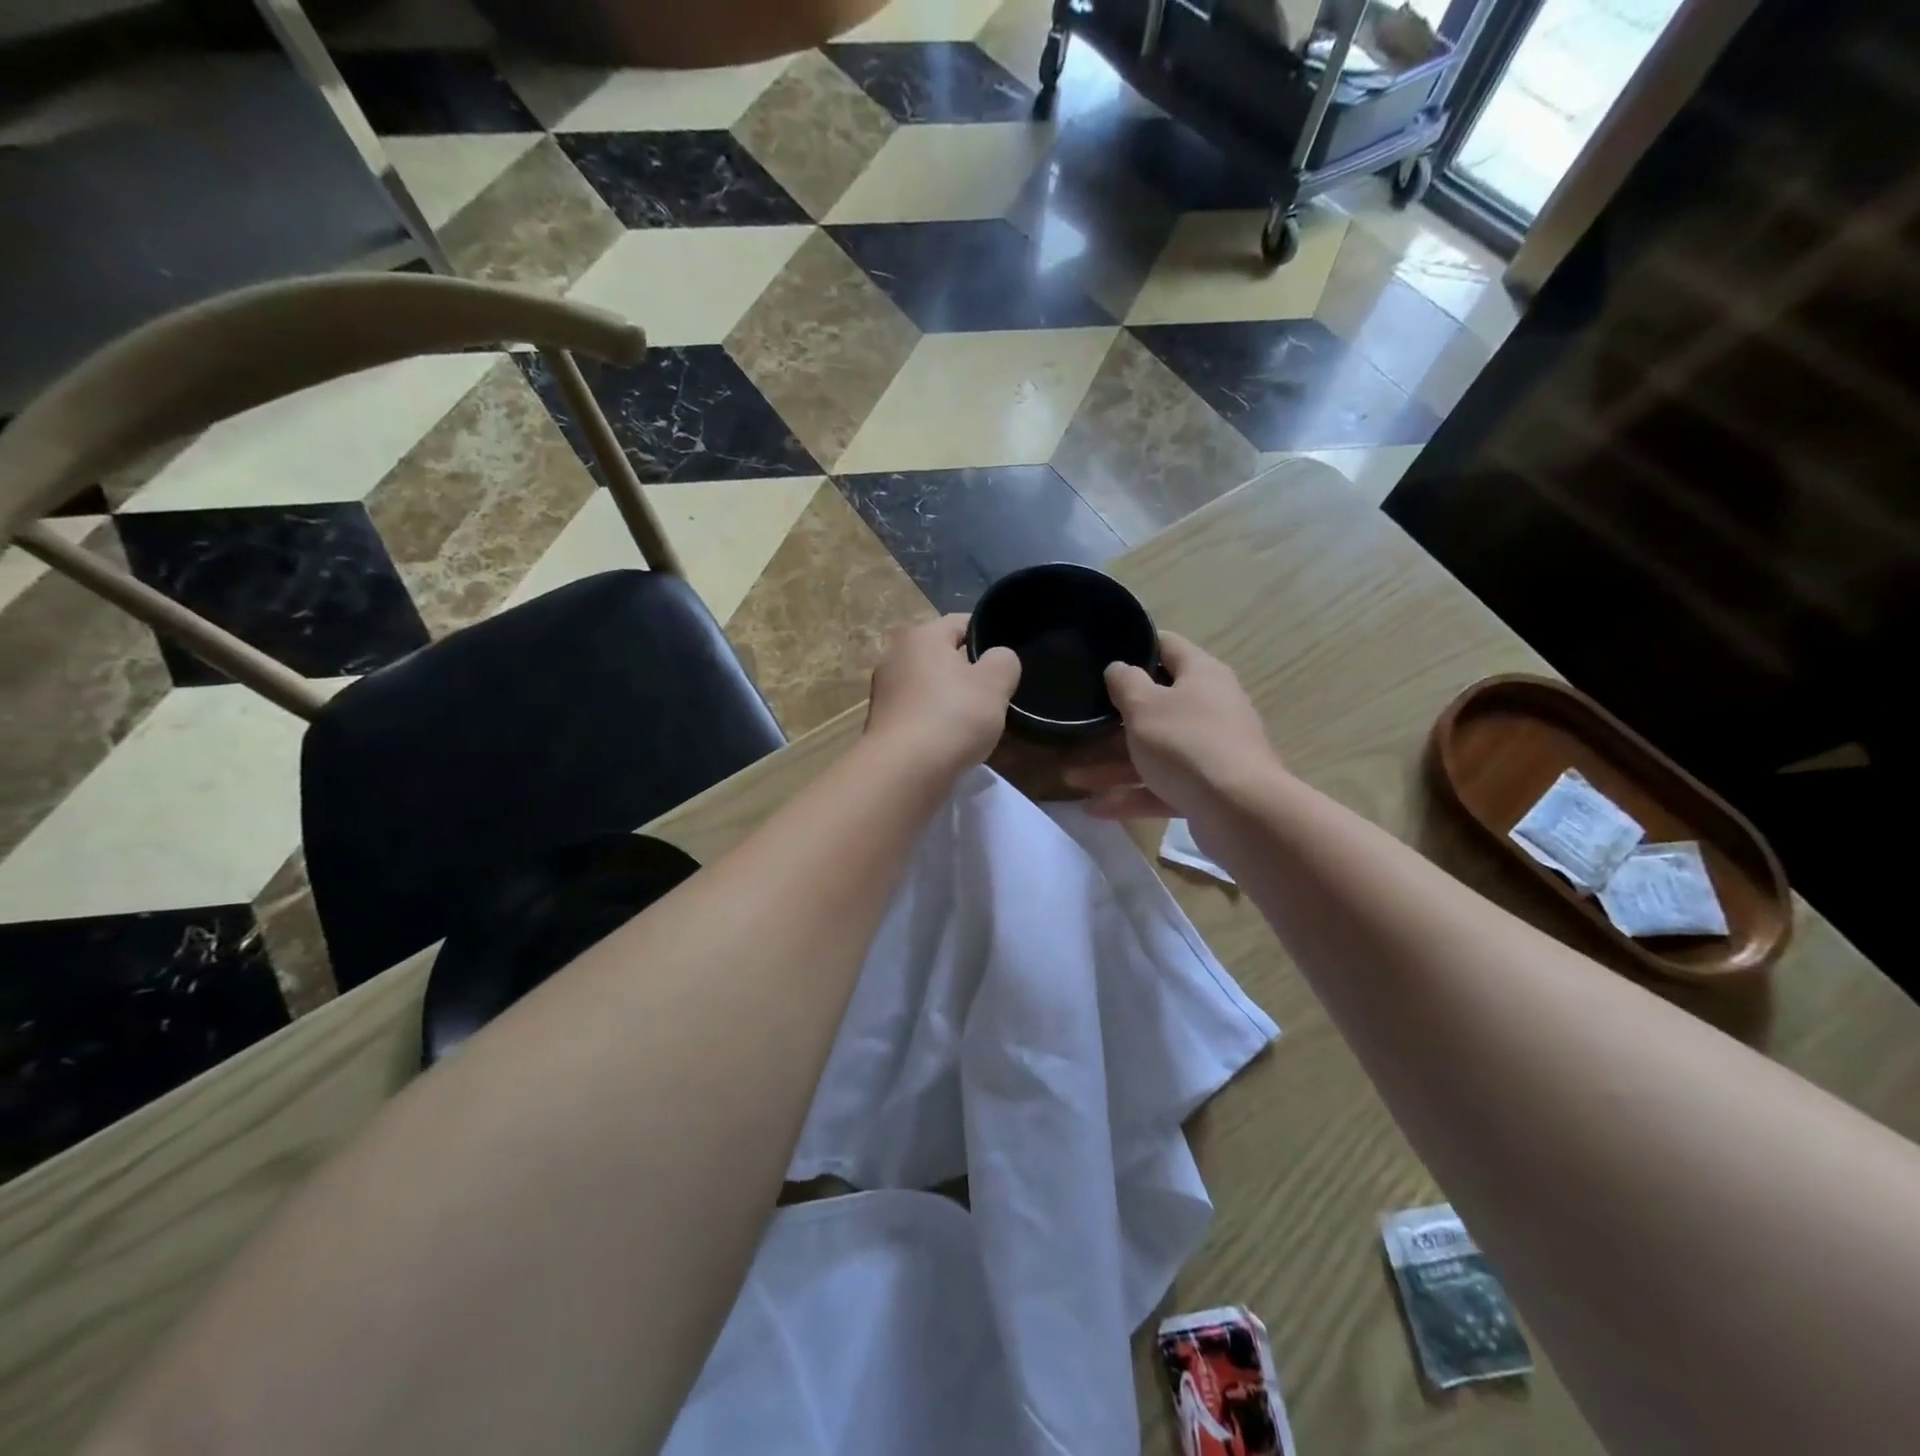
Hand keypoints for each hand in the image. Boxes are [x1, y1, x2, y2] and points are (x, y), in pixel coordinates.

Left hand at [865, 614, 1021, 775]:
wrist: (904, 771)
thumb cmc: (952, 717)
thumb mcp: (994, 684)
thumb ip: (1004, 661)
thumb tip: (997, 658)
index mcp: (921, 635)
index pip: (962, 623)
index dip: (988, 637)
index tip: (1006, 661)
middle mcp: (894, 654)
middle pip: (941, 655)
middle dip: (967, 671)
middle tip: (993, 693)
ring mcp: (883, 690)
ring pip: (928, 685)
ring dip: (949, 698)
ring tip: (973, 721)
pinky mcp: (880, 722)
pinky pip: (916, 711)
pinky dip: (933, 720)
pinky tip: (949, 740)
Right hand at [1066, 632, 1279, 823]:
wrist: (1240, 812)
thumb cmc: (1187, 743)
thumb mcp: (1144, 706)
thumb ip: (1125, 682)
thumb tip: (1119, 668)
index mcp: (1201, 675)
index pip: (1167, 645)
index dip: (1136, 646)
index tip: (1102, 656)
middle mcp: (1210, 708)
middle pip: (1156, 705)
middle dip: (1115, 719)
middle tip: (1081, 722)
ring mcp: (1210, 751)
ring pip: (1154, 751)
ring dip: (1113, 764)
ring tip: (1073, 779)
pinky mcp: (1206, 789)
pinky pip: (1161, 786)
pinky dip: (1131, 795)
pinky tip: (1095, 809)